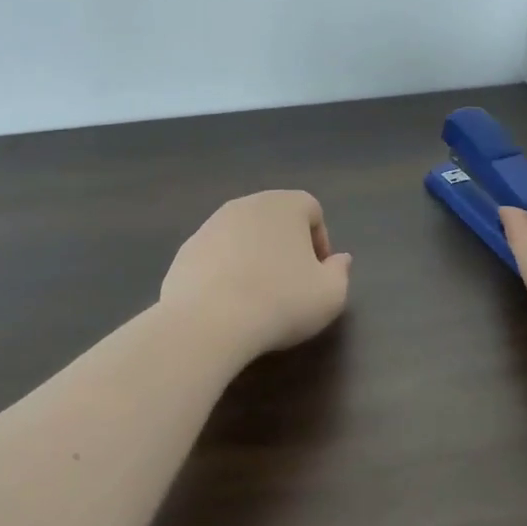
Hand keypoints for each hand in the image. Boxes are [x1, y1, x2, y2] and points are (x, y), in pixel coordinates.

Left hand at [160, 190, 352, 359]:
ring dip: (253, 257)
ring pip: (243, 236)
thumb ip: (340, 272)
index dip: (320, 241)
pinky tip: (227, 303)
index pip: (312, 210)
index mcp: (285, 205)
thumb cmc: (281, 302)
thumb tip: (340, 259)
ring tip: (256, 296)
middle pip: (275, 219)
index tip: (318, 274)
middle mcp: (247, 204)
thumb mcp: (330, 295)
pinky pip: (216, 255)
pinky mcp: (186, 249)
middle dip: (285, 246)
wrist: (208, 321)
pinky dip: (224, 271)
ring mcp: (211, 224)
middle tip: (290, 284)